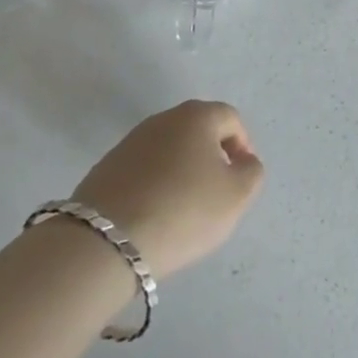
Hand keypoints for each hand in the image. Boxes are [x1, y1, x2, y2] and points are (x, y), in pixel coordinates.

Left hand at [71, 101, 264, 278]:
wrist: (105, 241)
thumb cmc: (183, 211)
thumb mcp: (236, 196)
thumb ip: (252, 172)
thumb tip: (243, 161)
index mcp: (197, 115)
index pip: (231, 119)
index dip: (243, 146)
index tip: (241, 180)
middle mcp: (163, 118)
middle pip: (198, 131)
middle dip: (211, 158)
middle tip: (215, 195)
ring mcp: (130, 141)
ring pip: (169, 151)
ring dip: (181, 172)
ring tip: (183, 210)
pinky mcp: (106, 167)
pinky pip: (143, 170)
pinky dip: (154, 186)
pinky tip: (153, 216)